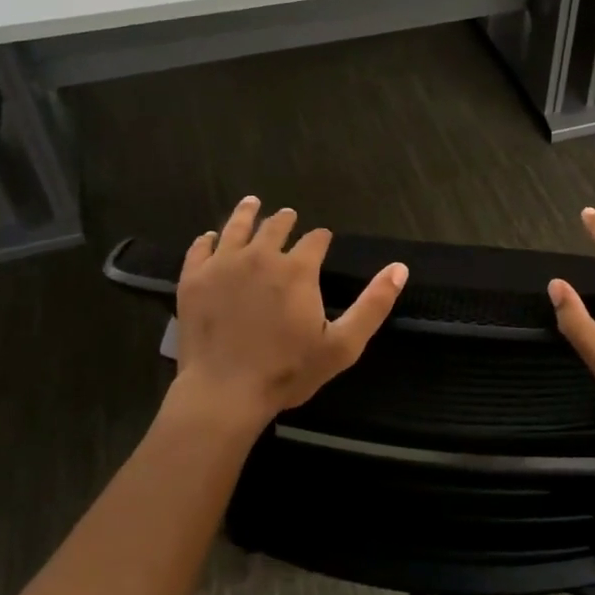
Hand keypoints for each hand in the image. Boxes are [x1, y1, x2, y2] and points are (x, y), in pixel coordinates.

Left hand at [173, 197, 406, 425]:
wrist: (224, 392)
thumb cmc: (288, 370)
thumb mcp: (343, 344)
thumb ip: (373, 304)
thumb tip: (400, 268)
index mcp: (297, 269)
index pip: (314, 240)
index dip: (321, 238)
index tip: (322, 239)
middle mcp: (260, 256)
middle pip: (275, 226)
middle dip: (286, 220)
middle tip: (288, 216)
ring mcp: (223, 265)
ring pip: (236, 227)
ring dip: (248, 214)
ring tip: (253, 203)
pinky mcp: (194, 279)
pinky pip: (200, 248)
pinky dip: (207, 239)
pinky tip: (211, 237)